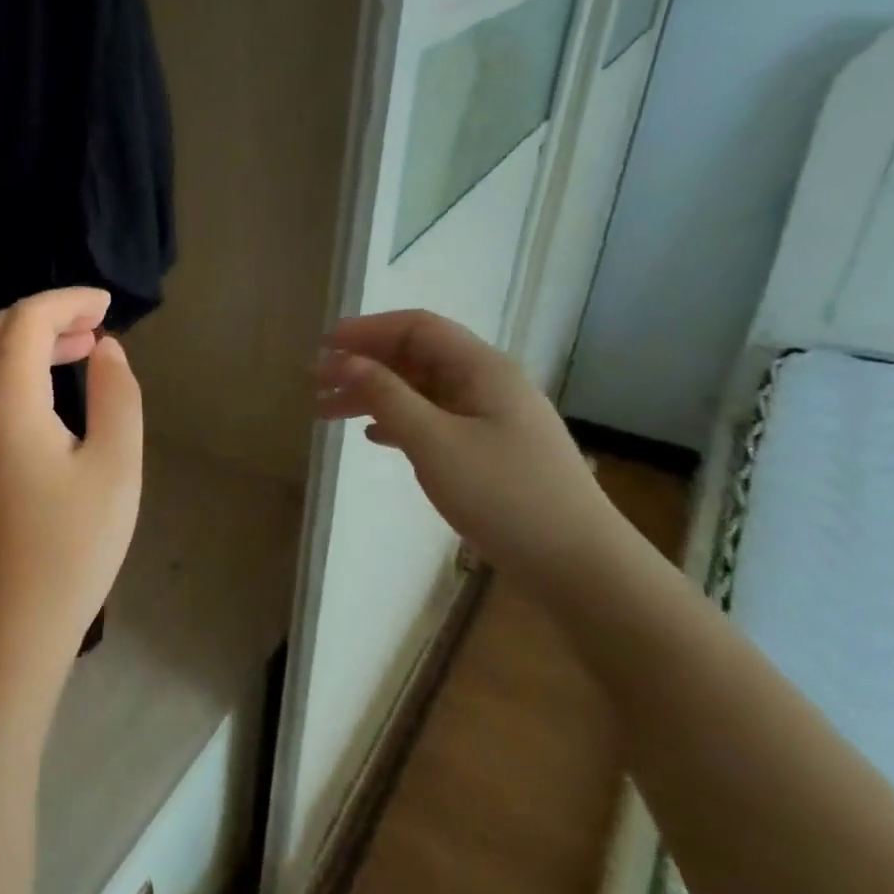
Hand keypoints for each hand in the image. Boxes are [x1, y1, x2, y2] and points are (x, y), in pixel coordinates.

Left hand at [0, 288, 144, 677]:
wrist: (4, 627)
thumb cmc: (69, 550)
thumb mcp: (115, 468)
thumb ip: (117, 396)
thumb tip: (106, 350)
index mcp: (6, 401)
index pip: (28, 319)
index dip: (68, 300)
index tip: (108, 304)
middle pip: (0, 333)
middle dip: (49, 316)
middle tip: (98, 325)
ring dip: (33, 345)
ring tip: (84, 352)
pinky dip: (19, 375)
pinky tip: (53, 397)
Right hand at [315, 311, 627, 578]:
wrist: (578, 565)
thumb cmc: (504, 495)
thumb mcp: (434, 442)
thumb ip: (386, 396)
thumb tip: (343, 360)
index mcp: (482, 369)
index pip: (417, 327)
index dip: (367, 330)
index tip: (322, 347)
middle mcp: (487, 383)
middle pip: (415, 356)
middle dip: (363, 363)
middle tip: (315, 383)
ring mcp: (490, 417)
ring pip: (420, 389)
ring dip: (373, 394)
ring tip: (327, 411)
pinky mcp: (488, 449)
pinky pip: (432, 418)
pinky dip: (396, 420)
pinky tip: (372, 436)